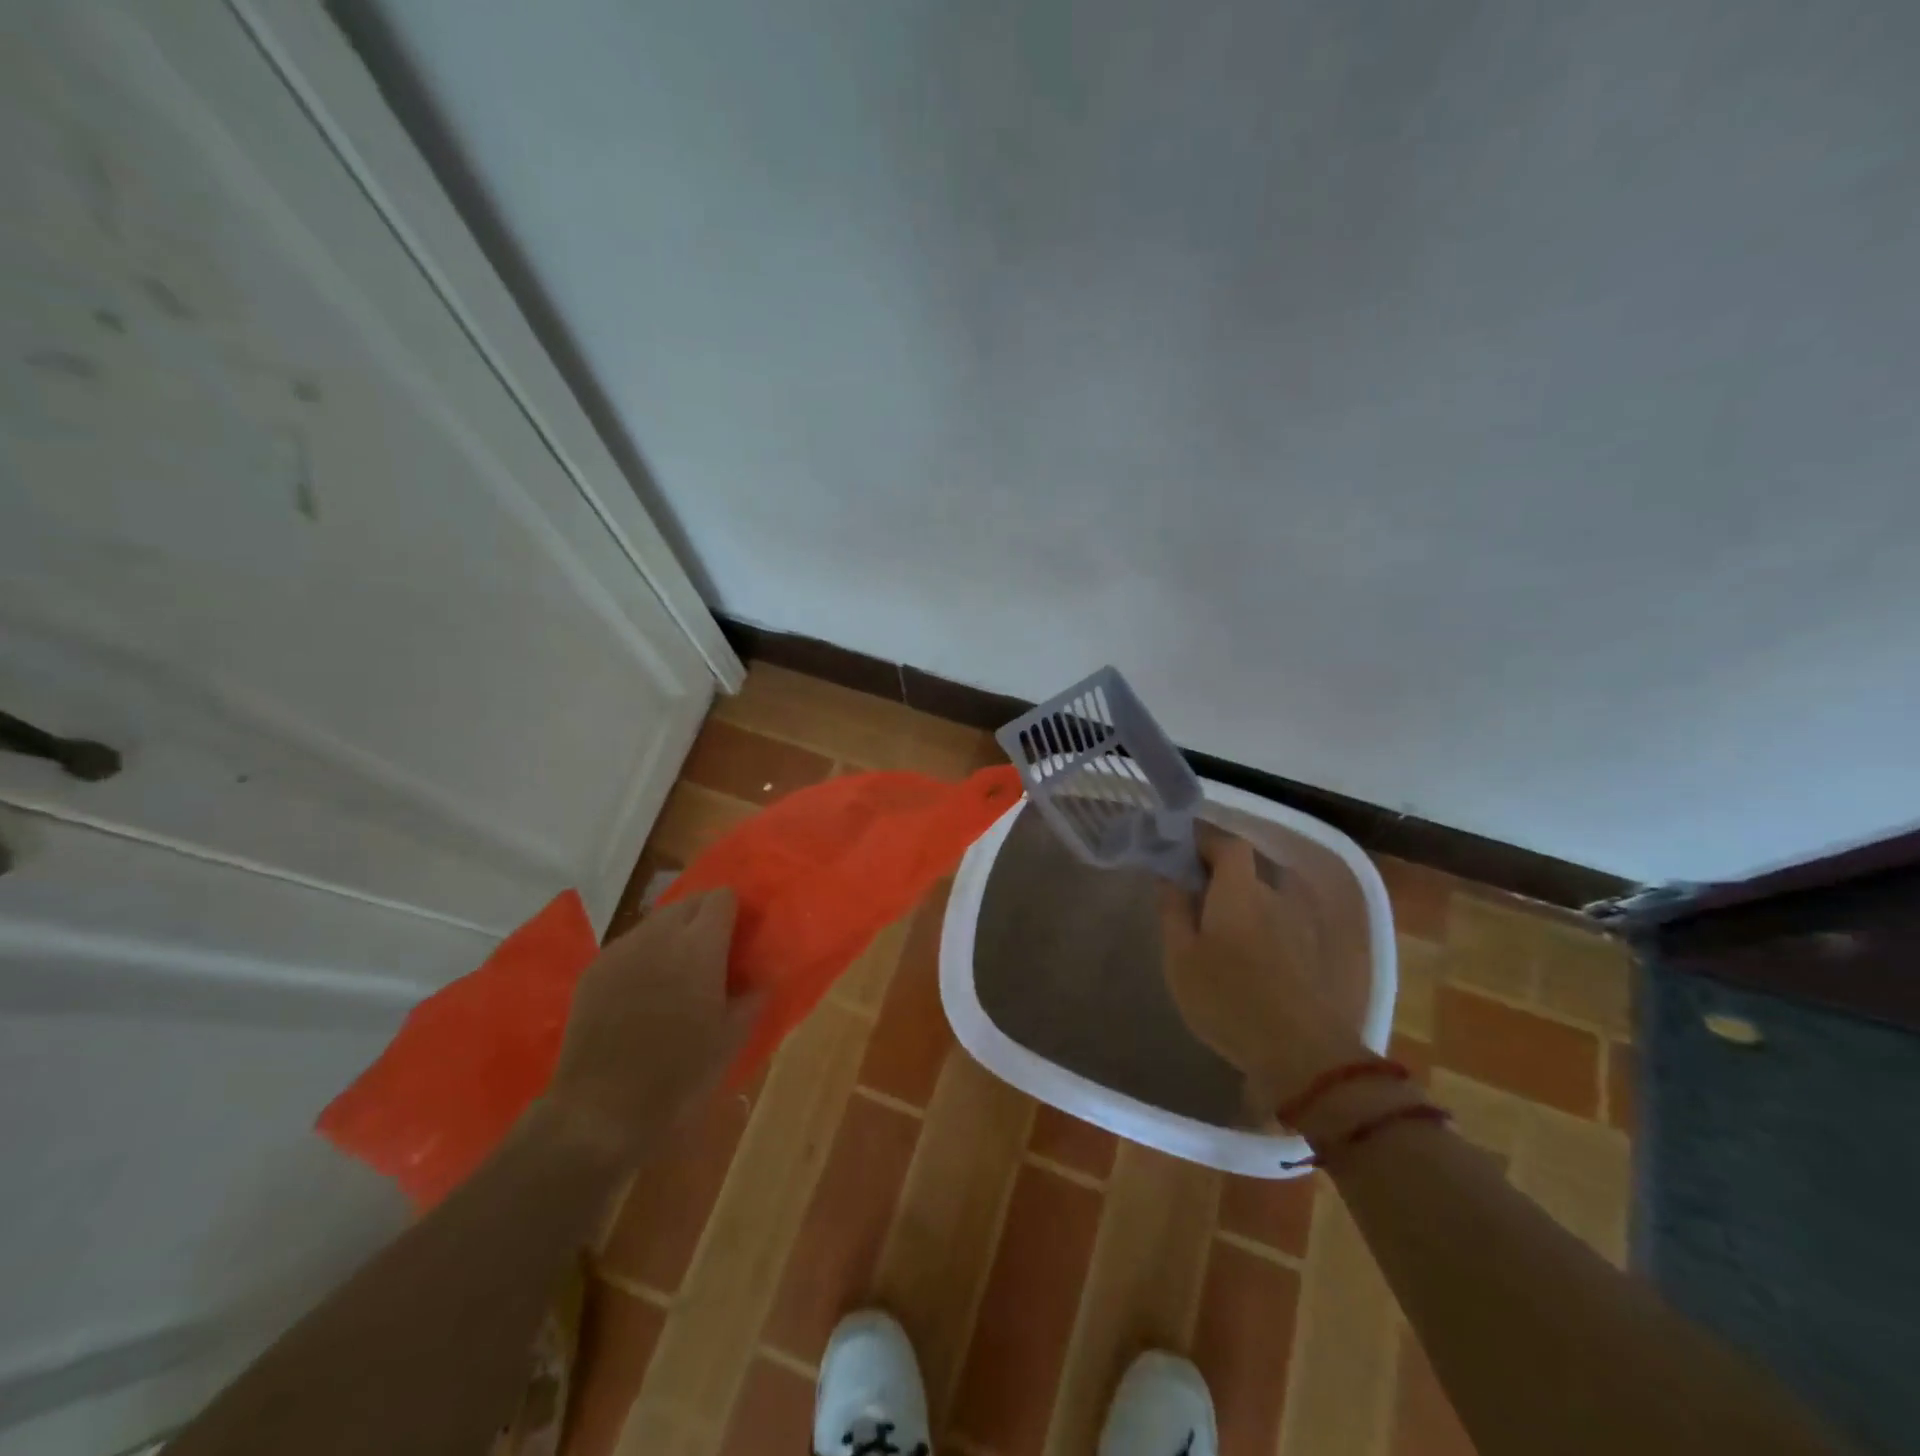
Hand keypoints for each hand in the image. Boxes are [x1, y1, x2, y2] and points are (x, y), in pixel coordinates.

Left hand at [538, 889, 761, 1167]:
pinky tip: (644, 992)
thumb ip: (752, 997)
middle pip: (689, 902)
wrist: (601, 1111)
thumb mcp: (732, 1039)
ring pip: (656, 921)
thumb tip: (761, 978)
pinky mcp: (593, 969)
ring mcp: (621, 949)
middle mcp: (659, 934)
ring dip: (673, 935)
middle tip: (713, 955)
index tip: (740, 938)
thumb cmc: (679, 1075)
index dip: (735, 913)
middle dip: (704, 919)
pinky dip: (644, 955)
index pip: (722, 897)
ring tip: (677, 974)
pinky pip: (629, 945)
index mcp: (700, 945)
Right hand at [1157, 828, 1369, 1108]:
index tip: (1181, 855)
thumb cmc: (1227, 997)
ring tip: (1216, 933)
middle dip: (1219, 877)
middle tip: (1191, 899)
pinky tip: (1245, 960)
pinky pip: (1279, 926)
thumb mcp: (1181, 957)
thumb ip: (1173, 911)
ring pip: (1264, 901)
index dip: (1205, 842)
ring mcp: (1299, 926)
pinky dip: (1260, 930)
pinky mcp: (1313, 956)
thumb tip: (1168, 876)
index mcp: (1239, 890)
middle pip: (1247, 871)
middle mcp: (1274, 897)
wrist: (1301, 1053)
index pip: (1228, 844)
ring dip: (1242, 906)